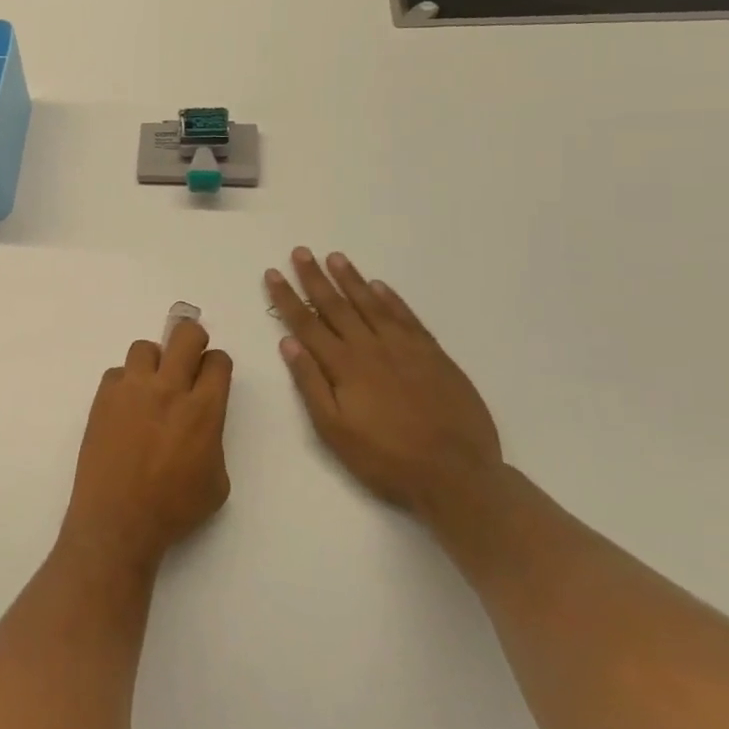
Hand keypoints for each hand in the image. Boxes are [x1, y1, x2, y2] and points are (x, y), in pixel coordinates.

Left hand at [60, 319, 233, 576]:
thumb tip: (199, 423)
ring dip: (154, 361)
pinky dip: (125, 384)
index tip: (212, 374)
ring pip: (145, 347)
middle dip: (192, 338)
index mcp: (203, 410)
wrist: (118, 518)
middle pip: (184, 335)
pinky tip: (126, 407)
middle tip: (189, 356)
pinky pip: (117, 373)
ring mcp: (131, 389)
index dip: (217, 364)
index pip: (217, 361)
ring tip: (152, 385)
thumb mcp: (216, 481)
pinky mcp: (103, 397)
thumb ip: (213, 439)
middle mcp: (168, 389)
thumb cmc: (174, 508)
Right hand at [268, 249, 500, 513]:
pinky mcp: (434, 356)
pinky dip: (391, 299)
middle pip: (336, 305)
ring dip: (351, 280)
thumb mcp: (334, 430)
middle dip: (314, 277)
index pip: (307, 323)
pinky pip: (407, 318)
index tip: (273, 273)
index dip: (287, 297)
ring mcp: (405, 348)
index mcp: (343, 366)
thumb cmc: (385, 459)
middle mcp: (371, 348)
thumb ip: (311, 383)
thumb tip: (289, 343)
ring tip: (335, 257)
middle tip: (301, 252)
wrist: (456, 476)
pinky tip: (379, 286)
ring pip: (371, 304)